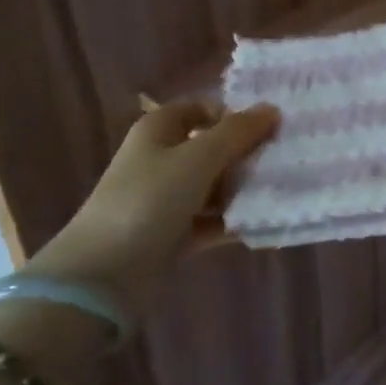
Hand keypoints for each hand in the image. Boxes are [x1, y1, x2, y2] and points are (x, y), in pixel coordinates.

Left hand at [25, 100, 276, 304]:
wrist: (101, 275)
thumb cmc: (149, 200)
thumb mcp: (198, 158)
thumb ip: (237, 132)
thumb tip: (271, 109)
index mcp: (159, 129)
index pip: (203, 108)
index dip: (235, 114)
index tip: (271, 127)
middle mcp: (160, 158)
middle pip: (210, 147)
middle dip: (244, 153)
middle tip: (284, 160)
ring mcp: (163, 198)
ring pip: (212, 185)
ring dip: (241, 189)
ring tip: (280, 192)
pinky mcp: (169, 234)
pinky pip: (208, 220)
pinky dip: (230, 221)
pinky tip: (261, 224)